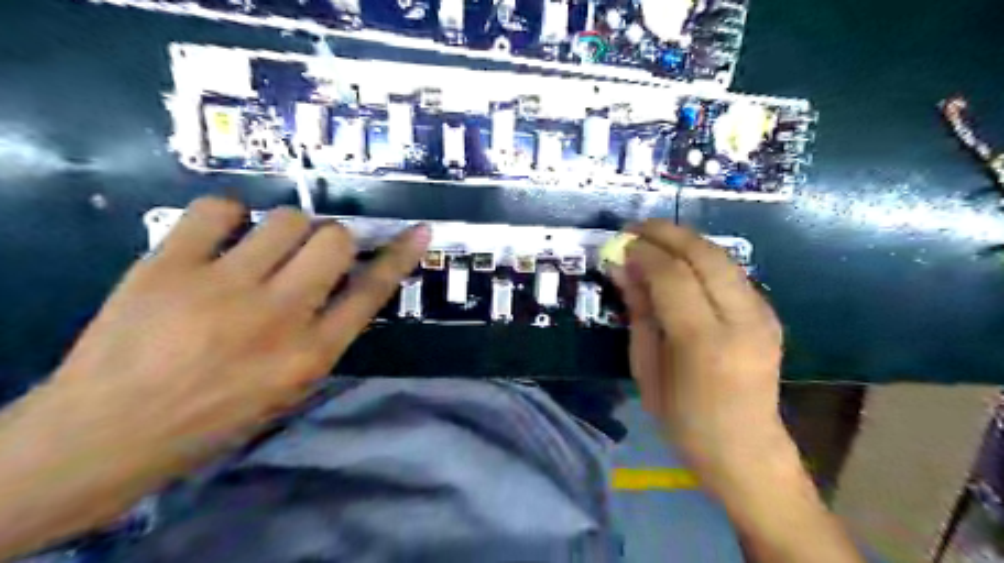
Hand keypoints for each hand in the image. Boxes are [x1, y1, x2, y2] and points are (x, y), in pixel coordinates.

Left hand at [55, 196, 428, 477]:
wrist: (110, 431)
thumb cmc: (217, 414)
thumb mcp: (293, 386)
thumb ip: (327, 334)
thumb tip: (348, 282)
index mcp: (311, 352)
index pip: (372, 291)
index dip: (400, 256)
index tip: (419, 231)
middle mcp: (278, 315)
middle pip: (334, 241)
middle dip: (331, 240)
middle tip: (307, 254)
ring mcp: (222, 287)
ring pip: (286, 219)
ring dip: (285, 230)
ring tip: (261, 250)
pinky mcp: (169, 266)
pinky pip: (219, 208)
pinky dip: (229, 215)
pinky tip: (222, 237)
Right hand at [609, 221, 786, 482]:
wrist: (744, 448)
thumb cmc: (682, 418)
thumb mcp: (646, 368)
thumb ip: (639, 313)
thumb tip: (623, 268)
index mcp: (704, 342)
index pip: (673, 276)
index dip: (644, 253)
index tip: (620, 245)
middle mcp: (741, 320)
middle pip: (704, 254)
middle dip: (666, 233)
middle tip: (634, 229)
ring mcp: (763, 314)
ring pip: (722, 256)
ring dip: (684, 240)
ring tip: (653, 238)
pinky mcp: (768, 313)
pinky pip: (731, 272)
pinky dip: (701, 257)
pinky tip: (679, 262)